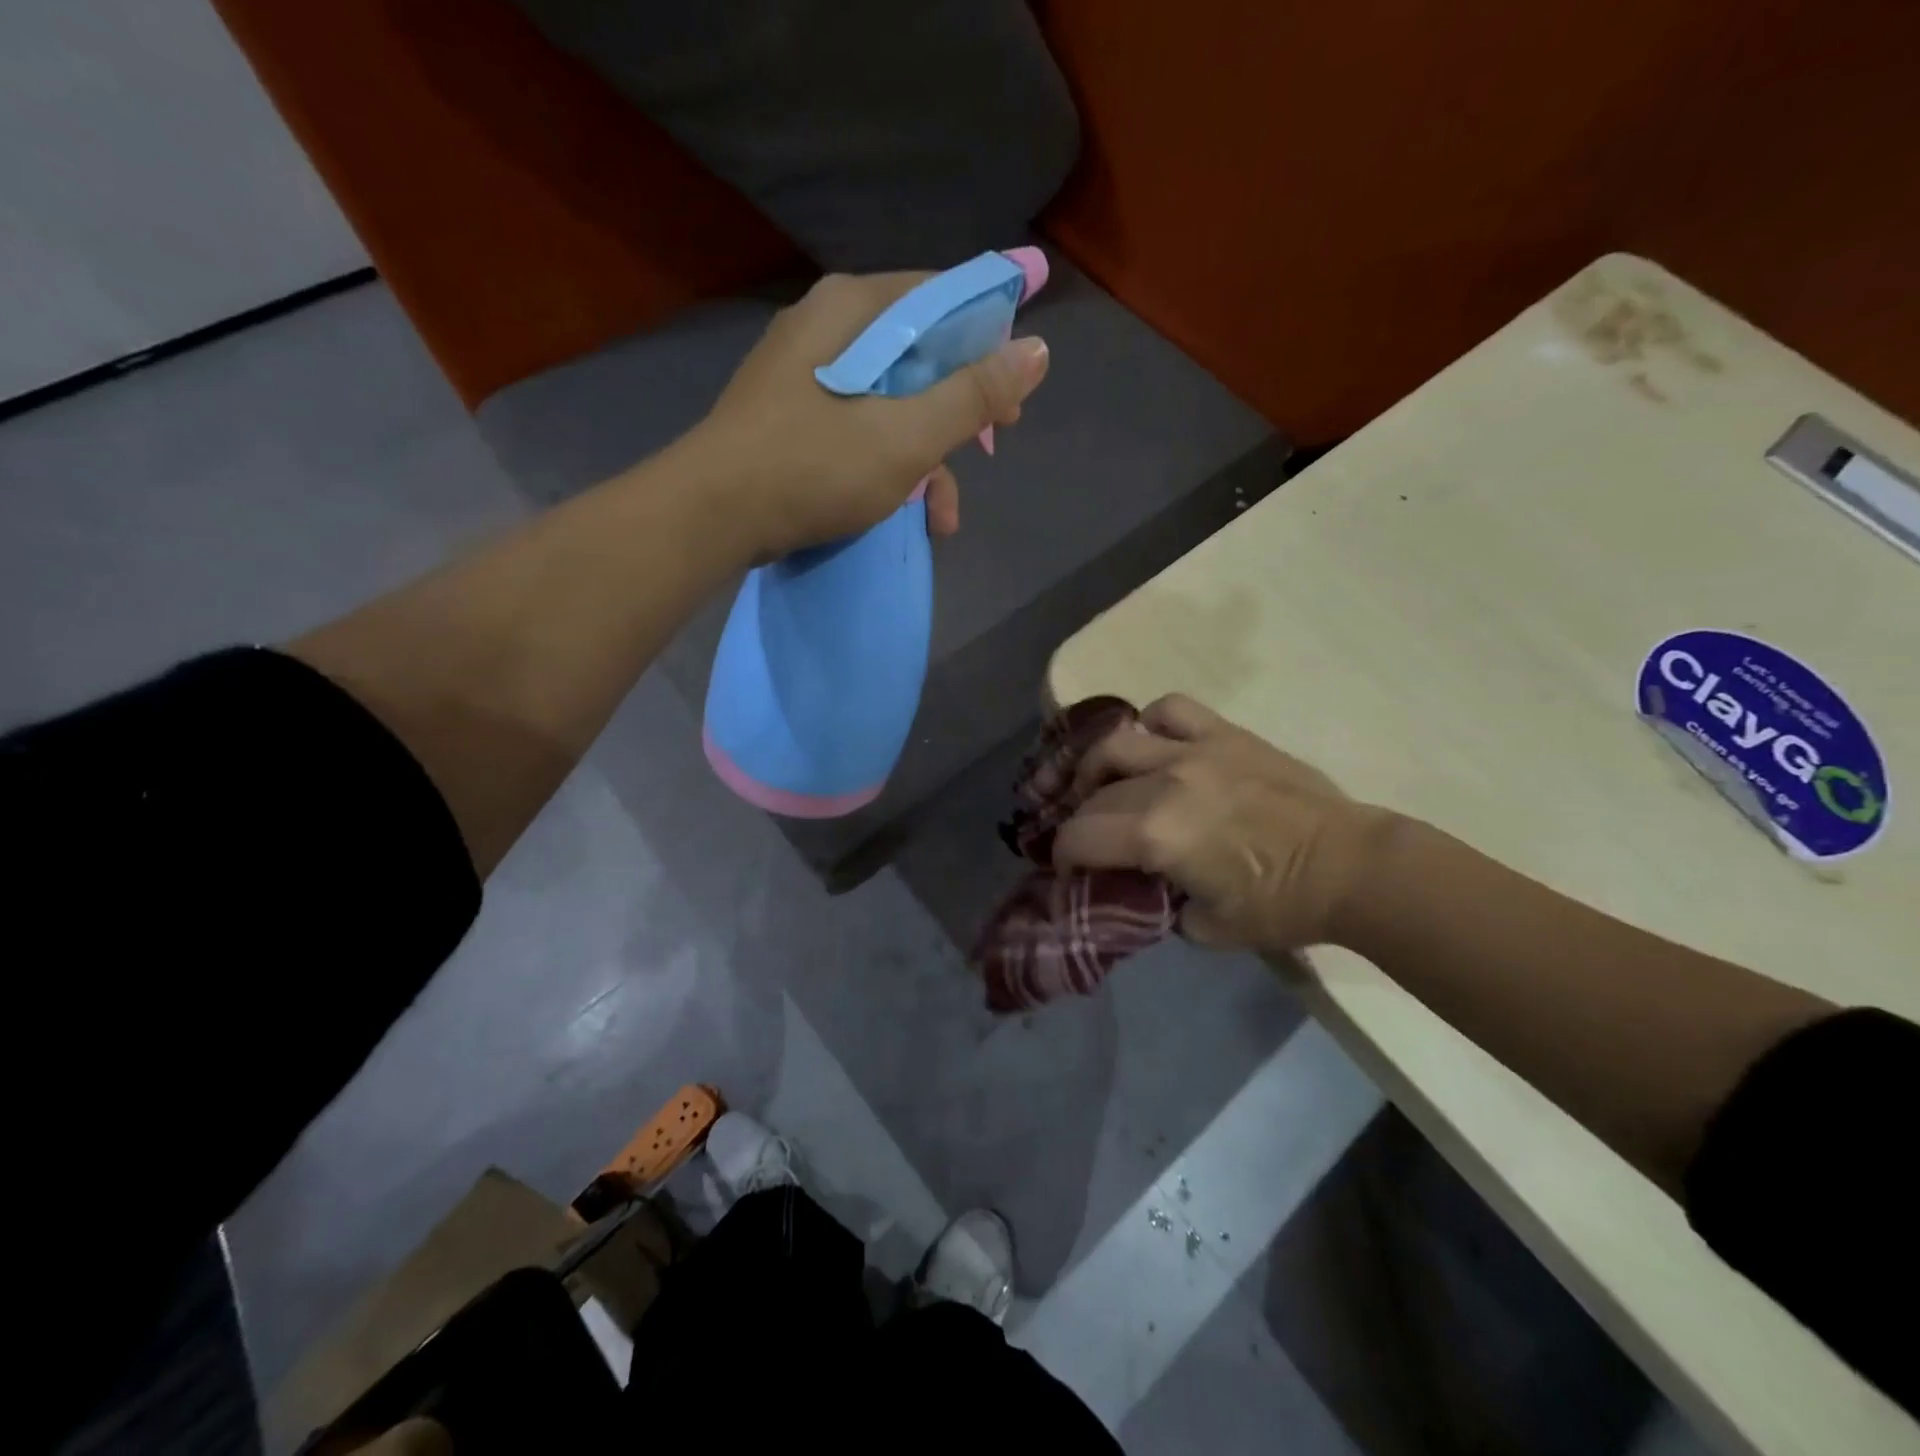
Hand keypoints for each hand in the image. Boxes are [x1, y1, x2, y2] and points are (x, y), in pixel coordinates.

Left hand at [687, 270, 1049, 558]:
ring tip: (942, 517)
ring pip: (888, 402)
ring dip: (925, 459)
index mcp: (853, 309)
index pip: (941, 299)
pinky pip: (856, 428)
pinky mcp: (790, 419)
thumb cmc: (814, 467)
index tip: (1012, 397)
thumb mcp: (907, 436)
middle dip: (957, 414)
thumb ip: (973, 394)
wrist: (711, 517)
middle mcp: (826, 329)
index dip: (988, 343)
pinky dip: (886, 466)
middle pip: (916, 356)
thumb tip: (1038, 349)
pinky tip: (904, 512)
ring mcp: (803, 376)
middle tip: (986, 452)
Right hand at [1053, 694, 1396, 951]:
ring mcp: (1195, 751)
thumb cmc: (1282, 906)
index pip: (1079, 837)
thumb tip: (1141, 891)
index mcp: (1157, 835)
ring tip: (1105, 783)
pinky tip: (1153, 744)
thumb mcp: (1207, 929)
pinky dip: (1151, 723)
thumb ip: (1160, 907)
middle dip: (1080, 822)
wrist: (1352, 866)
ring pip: (1118, 743)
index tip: (1070, 870)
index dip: (1064, 856)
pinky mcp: (1224, 735)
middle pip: (1093, 795)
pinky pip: (1171, 709)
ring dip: (1098, 766)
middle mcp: (1164, 782)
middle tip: (1089, 839)